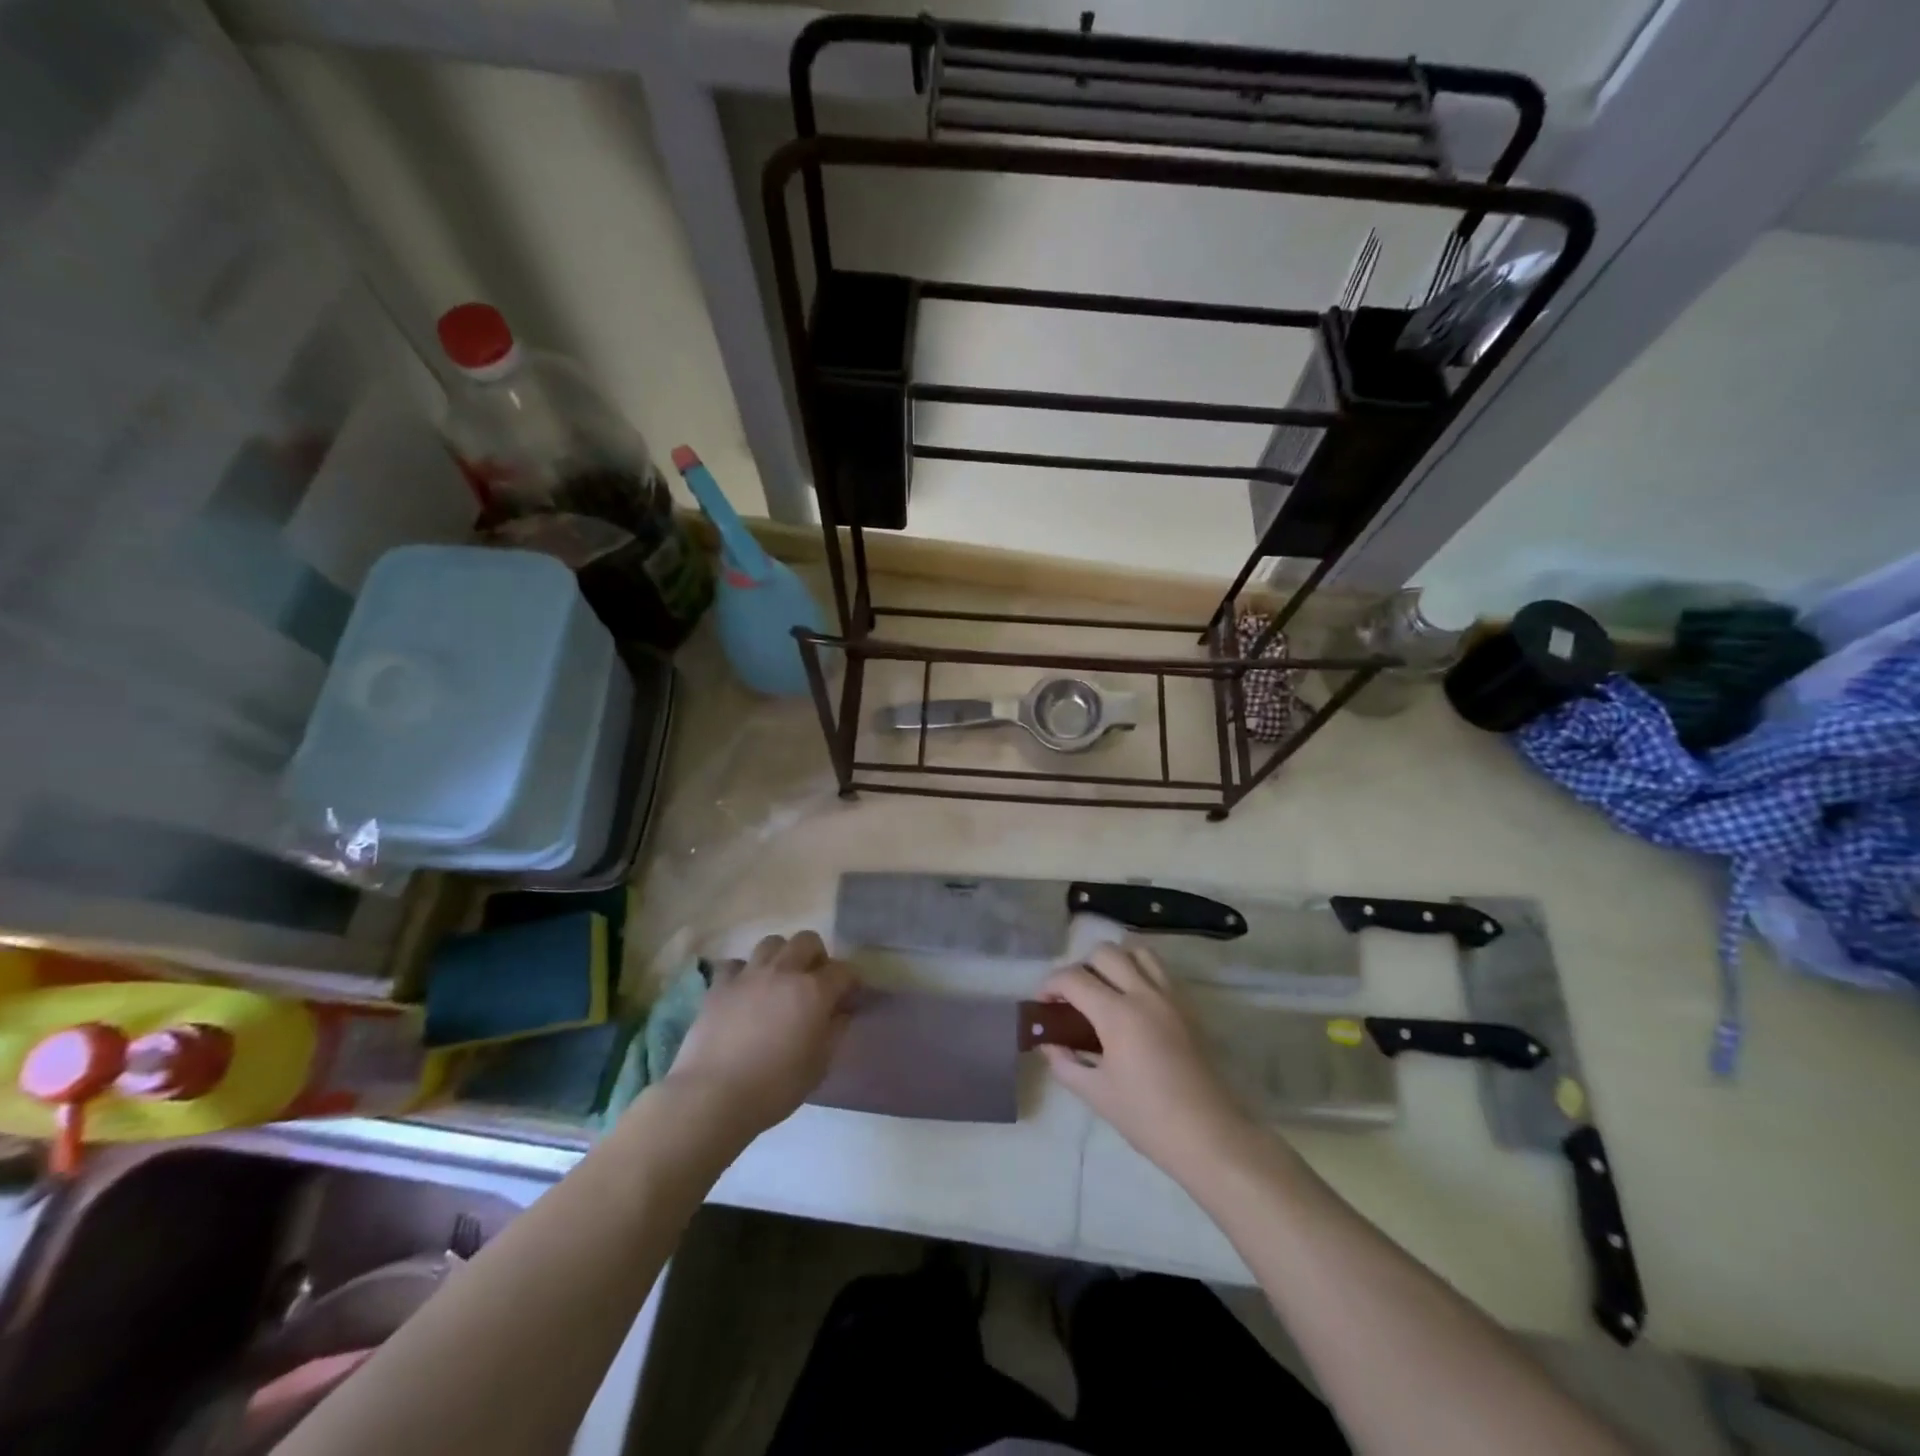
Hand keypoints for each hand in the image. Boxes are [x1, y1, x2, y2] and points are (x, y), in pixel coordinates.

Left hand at [664, 931, 855, 1136]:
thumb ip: (835, 1032)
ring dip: (782, 956)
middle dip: (817, 955)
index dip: (851, 982)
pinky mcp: (719, 985)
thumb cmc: (774, 1087)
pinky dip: (744, 972)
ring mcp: (749, 974)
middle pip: (807, 940)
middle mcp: (784, 972)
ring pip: (772, 943)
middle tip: (814, 981)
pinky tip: (744, 991)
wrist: (713, 1096)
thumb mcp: (819, 1066)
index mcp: (814, 991)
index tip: (850, 998)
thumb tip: (841, 1012)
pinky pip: (735, 963)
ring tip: (779, 980)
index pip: (844, 970)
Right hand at [1039, 943, 1254, 1181]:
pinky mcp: (1187, 1008)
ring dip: (1115, 962)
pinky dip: (1139, 972)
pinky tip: (1132, 1002)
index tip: (1041, 1002)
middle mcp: (1144, 994)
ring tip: (1105, 991)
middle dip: (1080, 968)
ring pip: (1137, 953)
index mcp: (1118, 1014)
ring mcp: (1170, 997)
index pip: (1074, 978)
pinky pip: (1160, 971)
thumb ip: (1065, 1062)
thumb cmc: (1146, 1118)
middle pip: (1105, 953)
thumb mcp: (1095, 1093)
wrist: (1207, 1135)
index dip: (1050, 985)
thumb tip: (1049, 1044)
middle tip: (1073, 997)